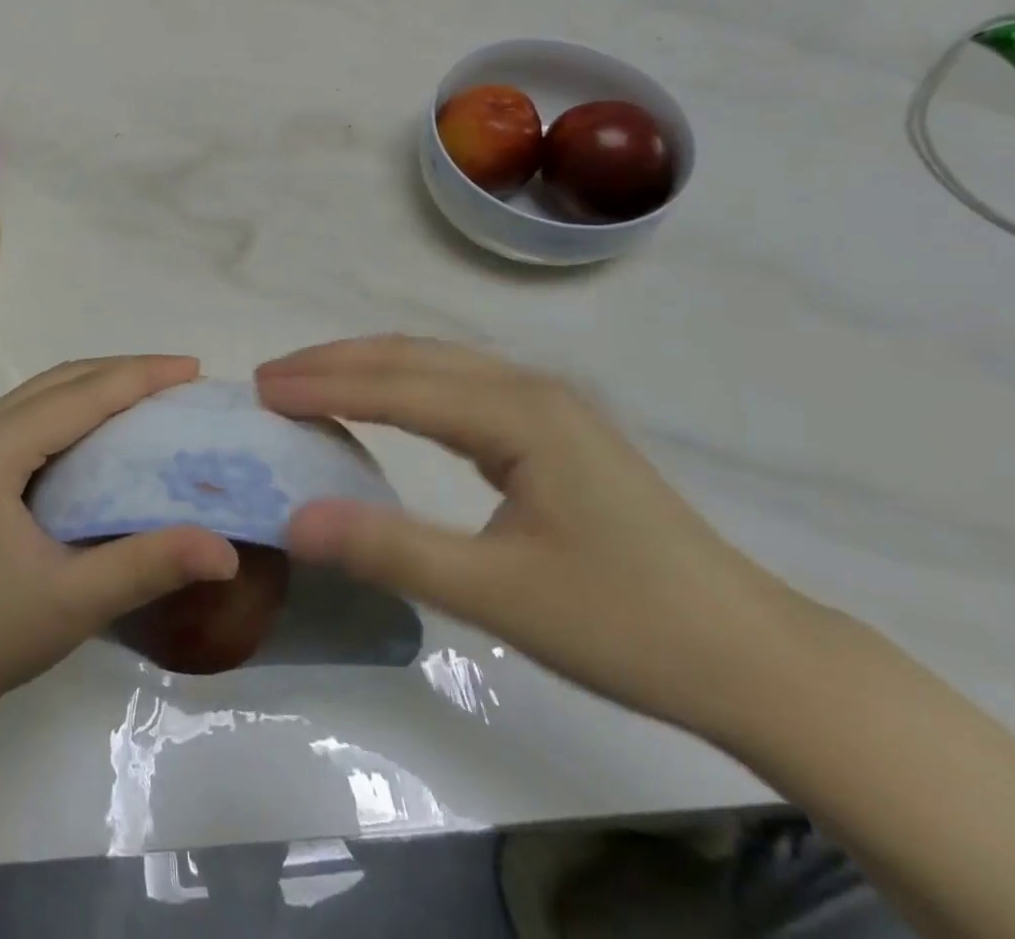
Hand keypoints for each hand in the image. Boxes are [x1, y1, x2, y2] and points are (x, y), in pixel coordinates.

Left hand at [0, 356, 238, 724]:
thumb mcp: (75, 602)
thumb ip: (150, 566)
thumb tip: (227, 551)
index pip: (79, 396)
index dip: (140, 377)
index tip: (194, 368)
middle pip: (62, 380)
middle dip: (126, 372)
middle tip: (183, 379)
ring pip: (47, 390)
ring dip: (102, 384)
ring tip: (156, 392)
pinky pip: (34, 410)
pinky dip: (78, 405)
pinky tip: (108, 423)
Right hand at [257, 336, 812, 739]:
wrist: (753, 657)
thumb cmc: (626, 625)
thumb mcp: (498, 595)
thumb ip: (391, 551)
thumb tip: (294, 520)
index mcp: (520, 415)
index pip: (398, 386)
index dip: (325, 385)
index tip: (261, 388)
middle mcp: (531, 389)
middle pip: (413, 358)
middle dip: (335, 363)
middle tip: (269, 377)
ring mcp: (548, 405)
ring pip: (437, 364)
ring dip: (367, 367)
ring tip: (309, 381)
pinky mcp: (554, 428)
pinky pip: (460, 386)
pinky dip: (404, 385)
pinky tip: (384, 401)